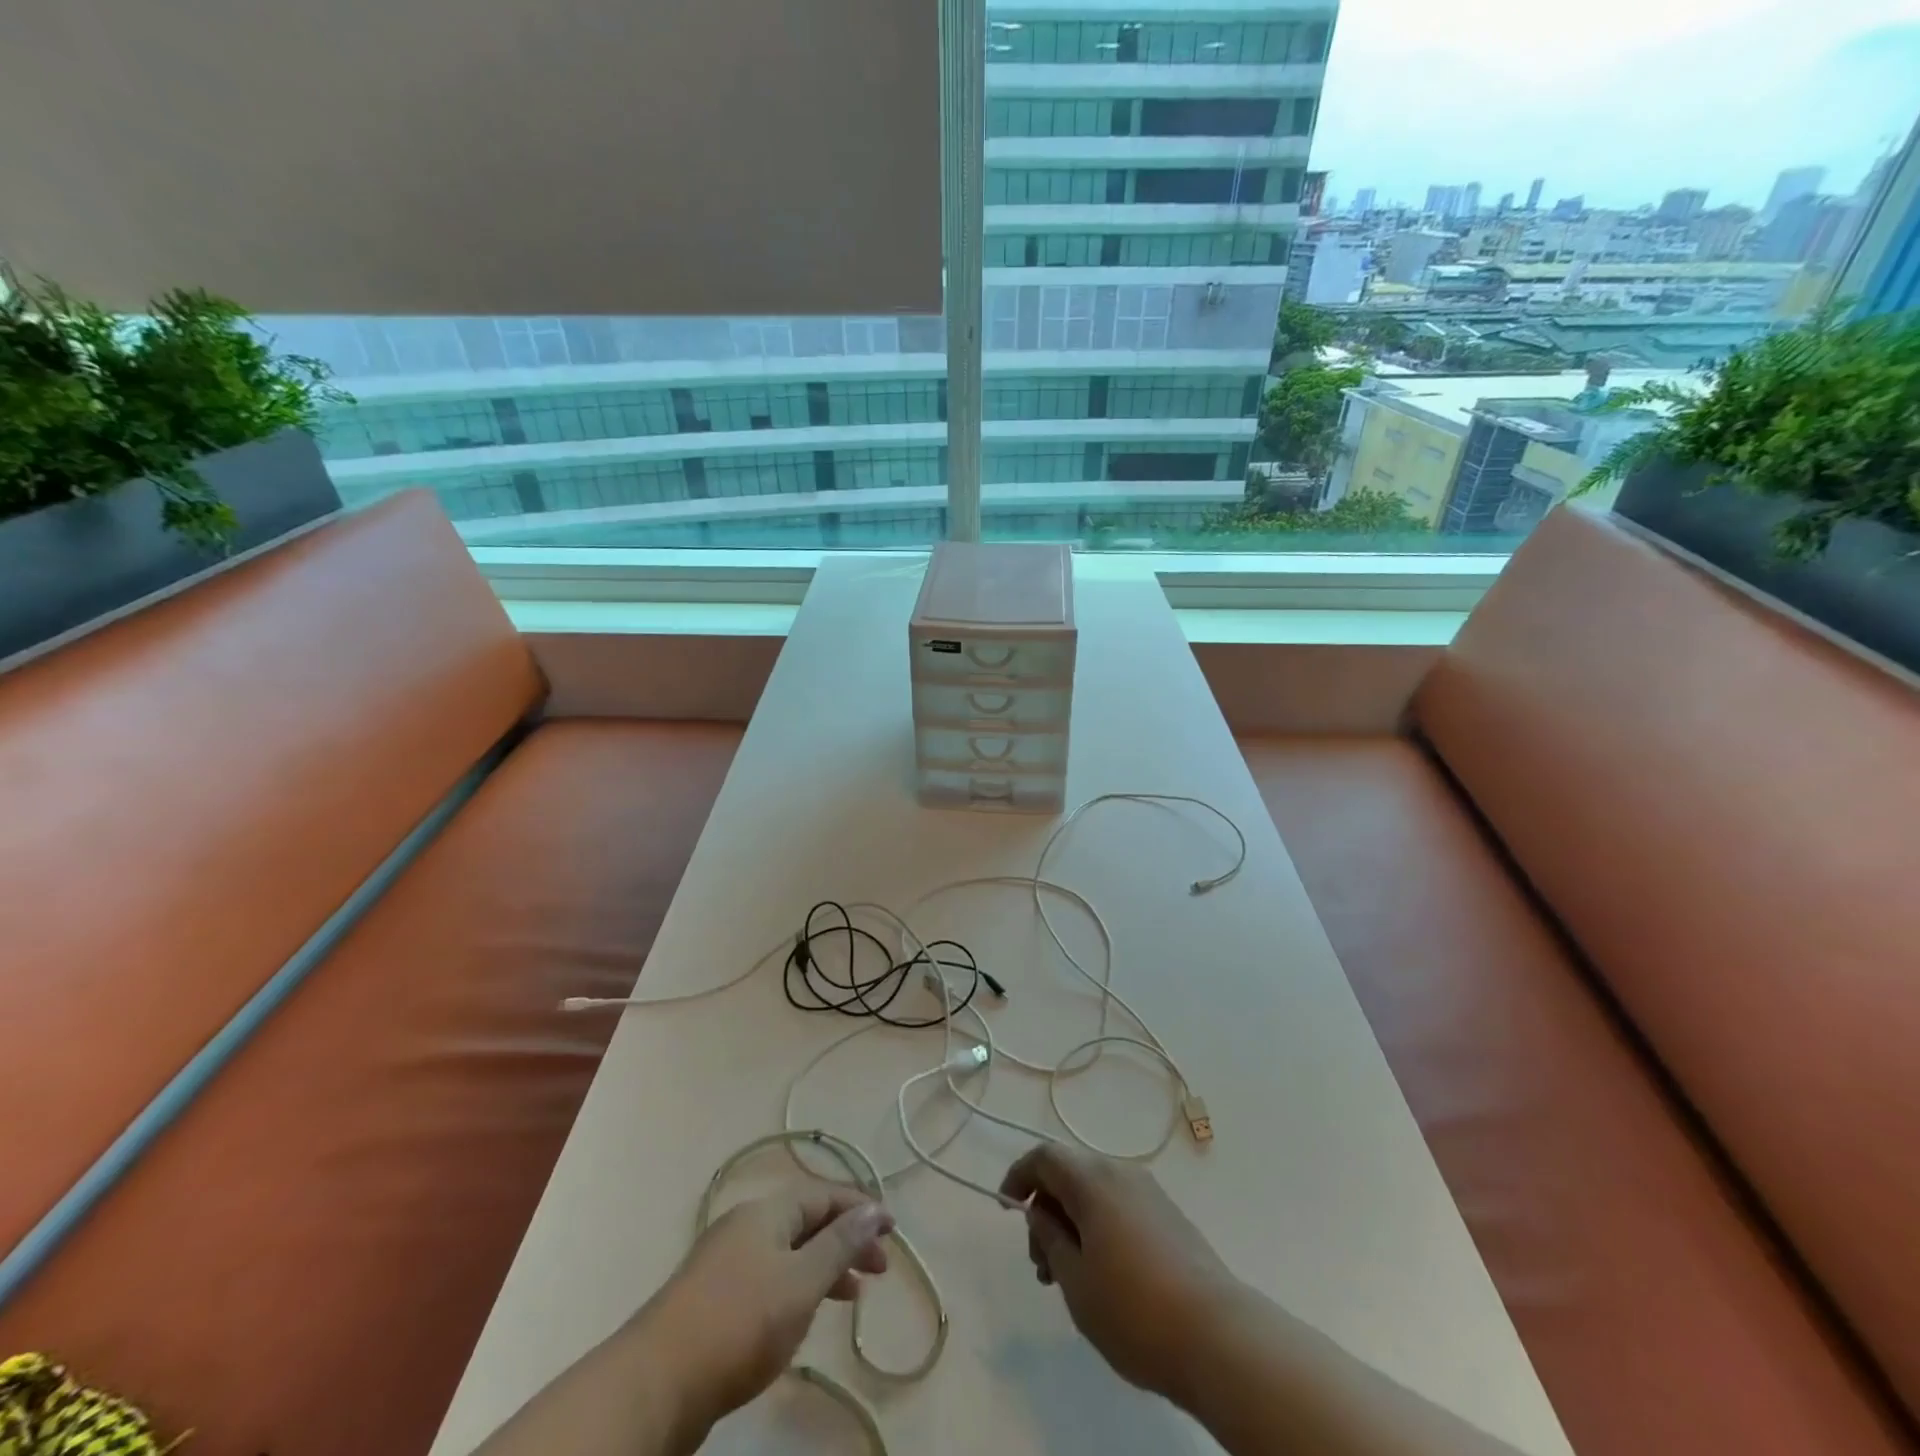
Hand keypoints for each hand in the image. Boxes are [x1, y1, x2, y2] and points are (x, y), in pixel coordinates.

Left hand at [637, 1185, 894, 1435]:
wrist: (655, 1384)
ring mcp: (723, 1263)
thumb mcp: (801, 1282)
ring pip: (787, 1253)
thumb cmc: (739, 1323)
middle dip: (845, 1240)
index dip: (860, 1208)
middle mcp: (745, 1226)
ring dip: (823, 1267)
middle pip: (806, 1222)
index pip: (823, 1195)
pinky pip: (767, 1279)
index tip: (893, 1230)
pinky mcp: (711, 1300)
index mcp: (766, 1211)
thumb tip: (875, 1208)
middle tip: (878, 1271)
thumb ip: (840, 1245)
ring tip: (850, 1297)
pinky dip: (795, 1289)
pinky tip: (801, 1318)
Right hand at [1001, 1145, 1243, 1404]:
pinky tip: (1103, 1274)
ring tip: (1068, 1277)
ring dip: (1073, 1222)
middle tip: (1040, 1263)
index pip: (1045, 1157)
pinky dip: (1099, 1227)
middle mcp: (1122, 1173)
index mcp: (1093, 1181)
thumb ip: (1050, 1237)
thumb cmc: (1135, 1311)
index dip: (1019, 1175)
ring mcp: (1150, 1193)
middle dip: (1047, 1209)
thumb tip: (1040, 1211)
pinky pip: (1120, 1207)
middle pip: (1070, 1174)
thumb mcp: (1075, 1280)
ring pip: (1096, 1193)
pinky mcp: (1170, 1217)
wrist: (1219, 1337)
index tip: (1006, 1208)